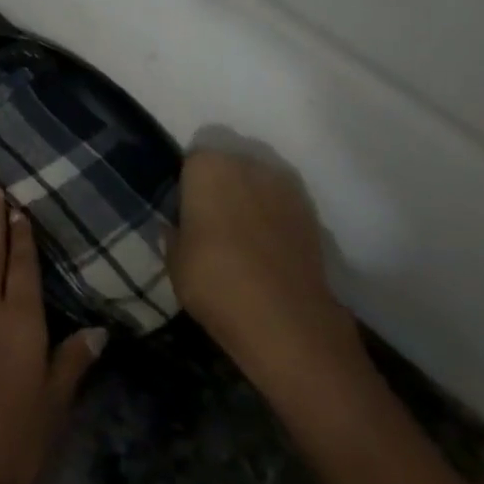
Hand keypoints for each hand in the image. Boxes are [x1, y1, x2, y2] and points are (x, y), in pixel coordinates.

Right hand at [169, 148, 362, 391]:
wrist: (286, 321)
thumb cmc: (215, 282)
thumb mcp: (175, 262)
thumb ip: (173, 234)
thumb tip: (174, 226)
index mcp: (207, 167)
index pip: (190, 162)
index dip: (186, 186)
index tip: (184, 212)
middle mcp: (247, 164)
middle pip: (227, 167)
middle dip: (219, 187)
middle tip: (210, 223)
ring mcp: (283, 185)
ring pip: (256, 184)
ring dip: (248, 201)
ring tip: (241, 237)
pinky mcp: (310, 211)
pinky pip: (280, 205)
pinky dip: (272, 218)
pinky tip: (266, 248)